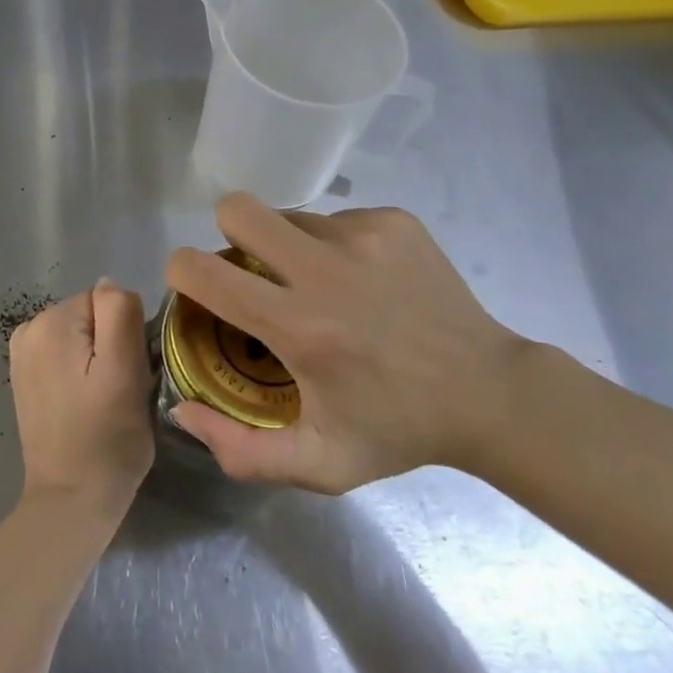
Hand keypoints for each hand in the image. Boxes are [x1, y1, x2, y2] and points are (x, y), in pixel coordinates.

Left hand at [10, 278, 154, 523]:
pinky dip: (77, 369)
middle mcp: (29, 327)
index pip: (107, 300)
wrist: (70, 499)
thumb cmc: (107, 438)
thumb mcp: (126, 369)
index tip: (128, 371)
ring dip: (94, 357)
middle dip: (109, 343)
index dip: (125, 333)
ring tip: (99, 398)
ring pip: (79, 334)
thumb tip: (109, 284)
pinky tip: (80, 401)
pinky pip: (63, 353)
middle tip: (117, 388)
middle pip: (90, 314)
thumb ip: (119, 312)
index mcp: (52, 321)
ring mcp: (21, 352)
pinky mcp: (23, 375)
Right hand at [164, 193, 527, 493]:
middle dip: (229, 234)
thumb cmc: (398, 429)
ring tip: (323, 286)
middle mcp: (325, 270)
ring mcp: (363, 236)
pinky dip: (335, 246)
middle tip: (252, 271)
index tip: (197, 291)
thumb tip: (182, 411)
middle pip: (237, 208)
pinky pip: (335, 219)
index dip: (181, 272)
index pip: (201, 269)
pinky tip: (365, 282)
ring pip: (289, 217)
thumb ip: (240, 452)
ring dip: (289, 247)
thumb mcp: (319, 464)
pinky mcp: (394, 221)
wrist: (491, 393)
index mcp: (299, 327)